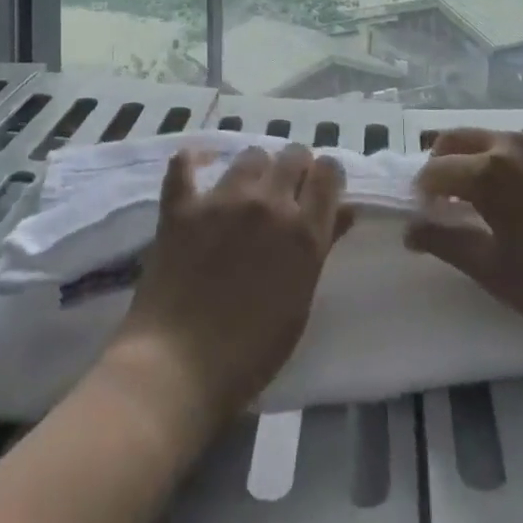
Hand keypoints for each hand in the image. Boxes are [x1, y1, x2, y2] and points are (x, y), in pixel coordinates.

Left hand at [105, 143, 349, 432]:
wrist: (178, 368)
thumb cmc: (251, 351)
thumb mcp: (300, 301)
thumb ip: (322, 247)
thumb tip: (344, 210)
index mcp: (303, 230)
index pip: (329, 172)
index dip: (326, 176)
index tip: (319, 190)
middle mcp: (268, 203)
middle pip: (293, 154)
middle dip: (296, 168)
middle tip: (286, 194)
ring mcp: (222, 200)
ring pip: (250, 155)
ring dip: (255, 169)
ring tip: (246, 192)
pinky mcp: (182, 207)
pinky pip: (184, 163)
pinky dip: (192, 162)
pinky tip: (196, 167)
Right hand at [407, 129, 522, 349]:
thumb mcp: (495, 271)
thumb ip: (447, 243)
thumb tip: (410, 230)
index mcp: (488, 170)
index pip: (435, 170)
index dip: (422, 194)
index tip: (424, 219)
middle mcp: (510, 144)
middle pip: (456, 139)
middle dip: (439, 165)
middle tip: (442, 203)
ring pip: (487, 138)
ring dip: (469, 160)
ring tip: (476, 201)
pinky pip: (515, 147)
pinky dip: (497, 161)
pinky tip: (512, 198)